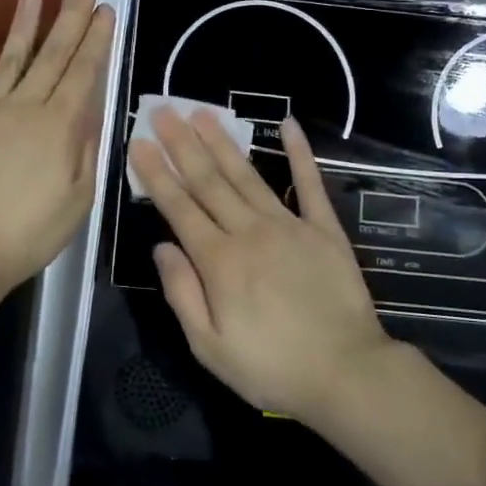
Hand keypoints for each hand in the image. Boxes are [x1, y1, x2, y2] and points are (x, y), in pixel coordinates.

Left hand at [0, 0, 114, 302]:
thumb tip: (91, 110)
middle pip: (52, 55)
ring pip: (9, 60)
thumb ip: (87, 150)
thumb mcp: (79, 199)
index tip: (106, 9)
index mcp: (58, 126)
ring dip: (23, 26)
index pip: (83, 72)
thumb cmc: (30, 234)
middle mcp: (24, 107)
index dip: (96, 39)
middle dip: (71, 17)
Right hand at [128, 108, 391, 424]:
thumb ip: (182, 293)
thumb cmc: (272, 368)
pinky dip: (299, 153)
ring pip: (247, 176)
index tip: (139, 142)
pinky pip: (309, 184)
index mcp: (219, 261)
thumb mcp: (210, 347)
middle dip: (182, 144)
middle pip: (209, 181)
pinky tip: (289, 125)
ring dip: (223, 142)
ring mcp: (289, 226)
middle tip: (163, 110)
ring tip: (203, 113)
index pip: (179, 207)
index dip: (156, 173)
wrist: (346, 374)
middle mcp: (249, 232)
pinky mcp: (324, 229)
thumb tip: (161, 247)